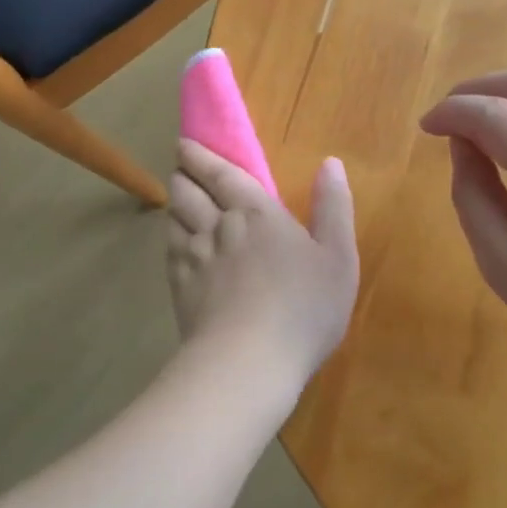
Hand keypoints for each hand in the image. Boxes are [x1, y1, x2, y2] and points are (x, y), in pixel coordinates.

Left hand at [165, 140, 359, 396]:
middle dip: (183, 175)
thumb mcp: (338, 256)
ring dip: (174, 204)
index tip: (185, 145)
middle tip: (180, 167)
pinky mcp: (180, 289)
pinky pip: (169, 251)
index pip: (222, 175)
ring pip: (174, 219)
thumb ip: (333, 207)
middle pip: (188, 191)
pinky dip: (171, 238)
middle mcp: (218, 227)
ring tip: (178, 199)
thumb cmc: (304, 307)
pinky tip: (177, 243)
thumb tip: (331, 163)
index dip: (202, 157)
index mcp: (256, 213)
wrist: (248, 362)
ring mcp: (194, 259)